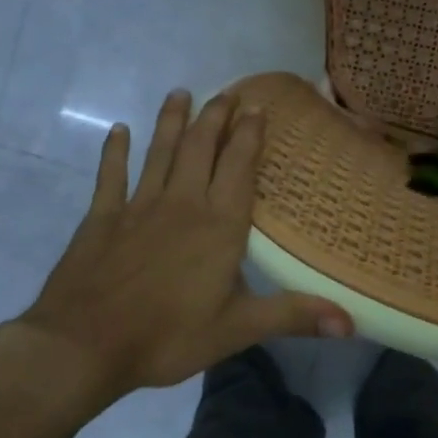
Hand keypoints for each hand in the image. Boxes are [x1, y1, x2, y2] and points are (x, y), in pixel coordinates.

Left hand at [0, 89, 351, 415]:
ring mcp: (138, 206)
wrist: (84, 345)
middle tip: (228, 93)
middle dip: (216, 117)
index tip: (258, 106)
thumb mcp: (239, 329)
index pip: (239, 167)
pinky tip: (118, 131)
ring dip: (172, 121)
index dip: (250, 135)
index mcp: (220, 225)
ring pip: (160, 152)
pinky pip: (111, 176)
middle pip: (202, 148)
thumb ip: (294, 316)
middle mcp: (183, 203)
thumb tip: (352, 322)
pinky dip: (115, 152)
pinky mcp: (102, 218)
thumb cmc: (168, 336)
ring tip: (180, 93)